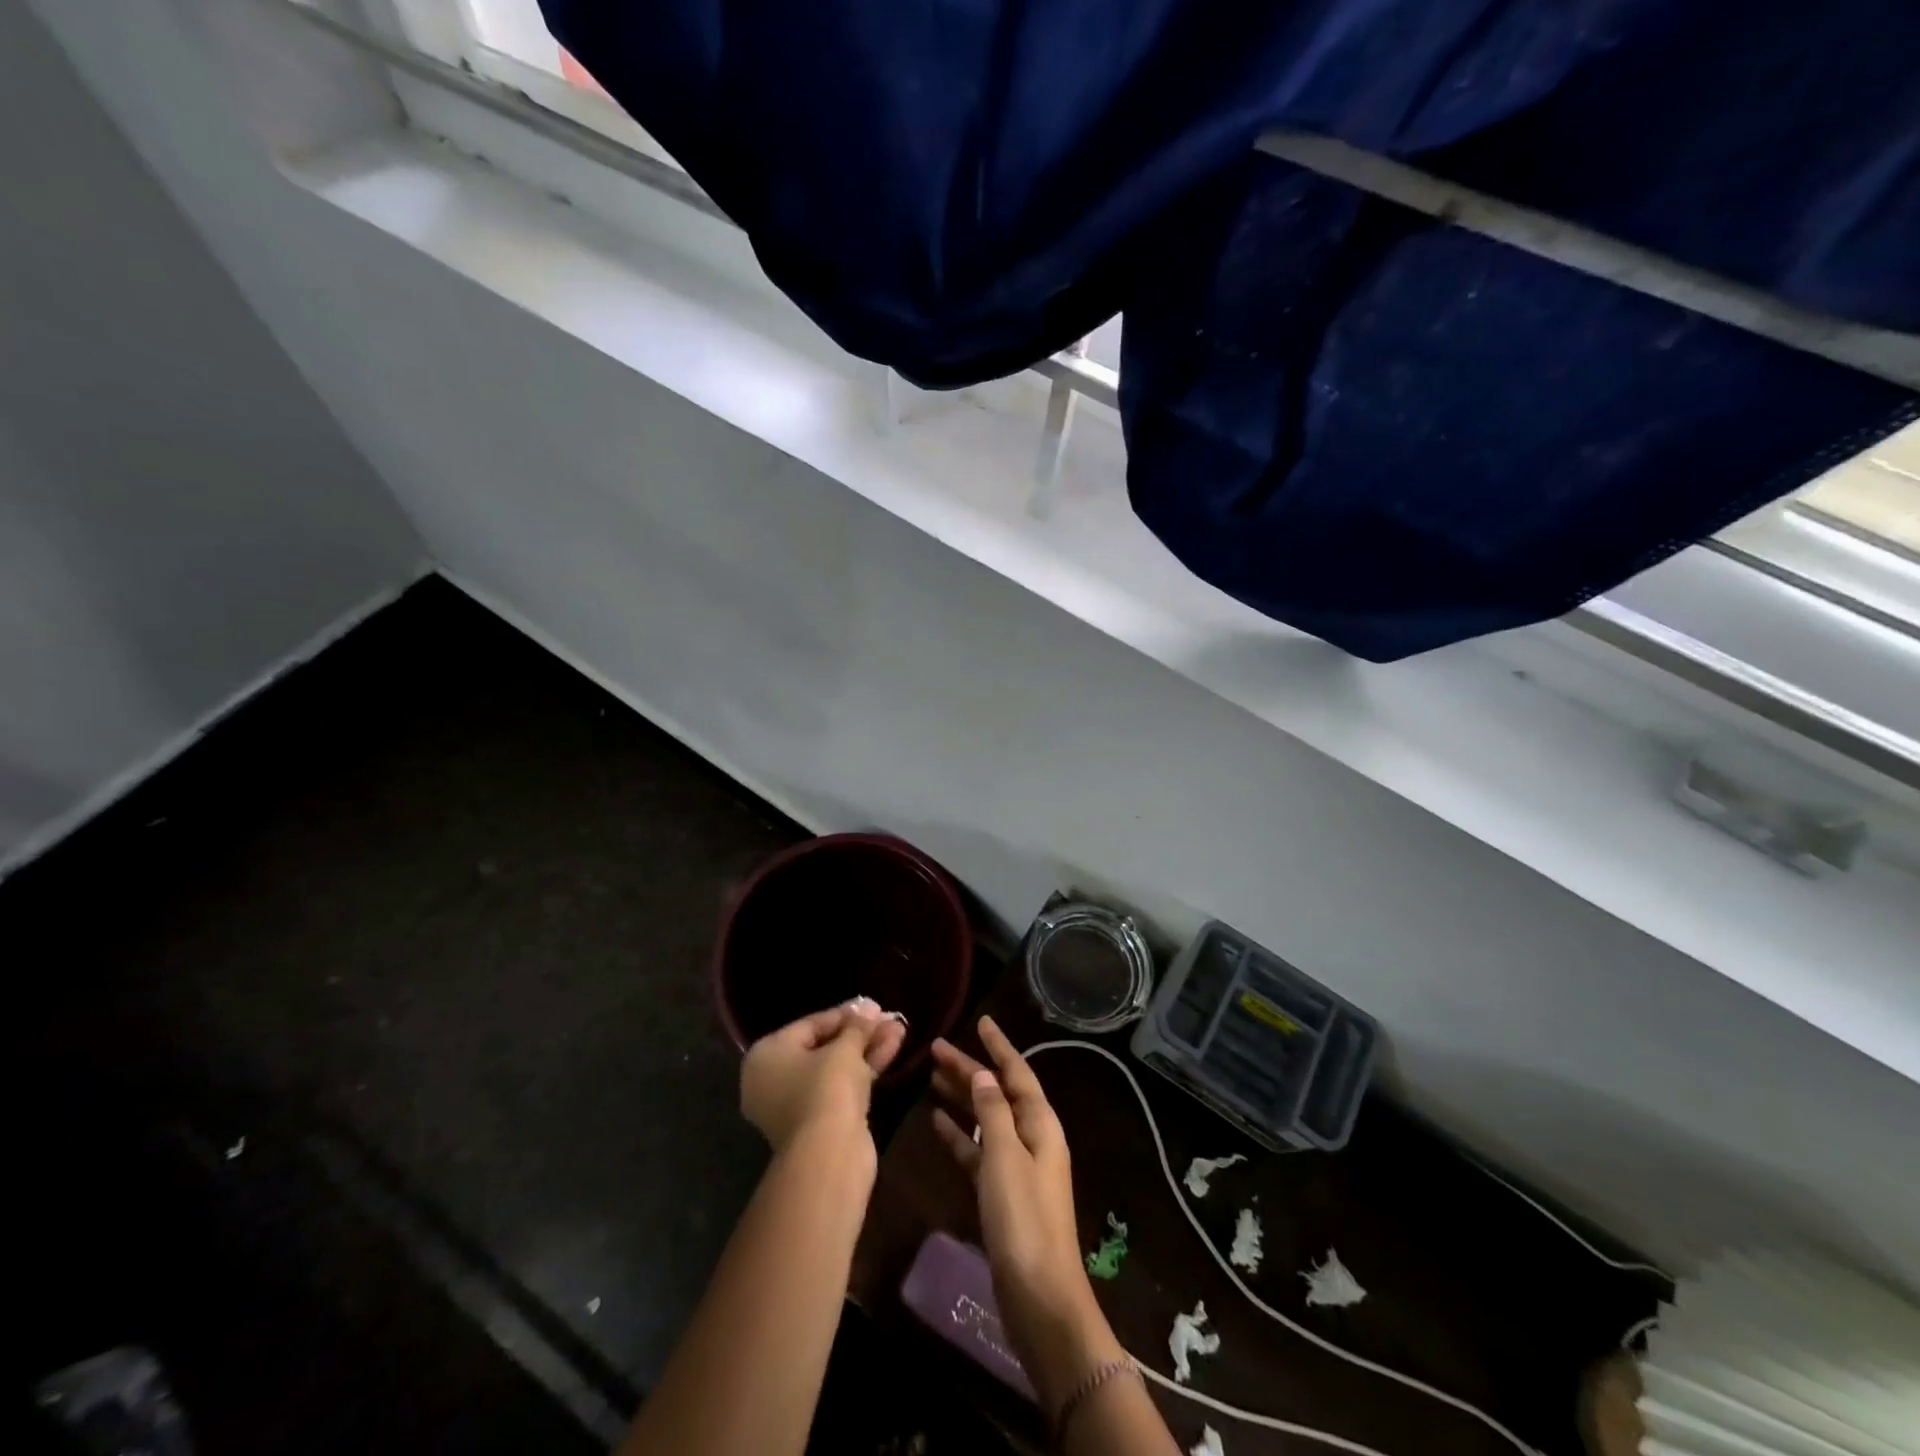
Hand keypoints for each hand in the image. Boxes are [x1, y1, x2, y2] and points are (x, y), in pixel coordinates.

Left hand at [740, 998, 905, 1153]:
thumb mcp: (844, 1049)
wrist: (829, 1156)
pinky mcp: (818, 1124)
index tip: (873, 1006)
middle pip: (823, 1047)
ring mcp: (795, 1105)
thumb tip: (868, 1008)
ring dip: (868, 1049)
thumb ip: (857, 1026)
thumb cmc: (826, 1088)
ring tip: (900, 1030)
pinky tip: (893, 1050)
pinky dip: (864, 1071)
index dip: (845, 1014)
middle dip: (860, 1033)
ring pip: (836, 1069)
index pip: (809, 1025)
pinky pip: (841, 1088)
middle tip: (889, 1019)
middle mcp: (773, 1080)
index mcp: (766, 1056)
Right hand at [930, 1017, 1123, 1408]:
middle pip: (997, 1092)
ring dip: (961, 1097)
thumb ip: (993, 1112)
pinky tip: (936, 1122)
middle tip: (937, 1047)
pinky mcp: (1000, 1194)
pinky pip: (977, 1151)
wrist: (1039, 1298)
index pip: (1017, 1072)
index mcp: (1040, 1124)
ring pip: (985, 1119)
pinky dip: (959, 1135)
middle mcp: (1031, 1138)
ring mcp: (1016, 1167)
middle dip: (970, 1068)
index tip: (981, 1021)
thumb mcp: (1005, 1157)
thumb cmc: (1024, 1220)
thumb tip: (983, 1074)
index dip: (999, 1046)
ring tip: (932, 1076)